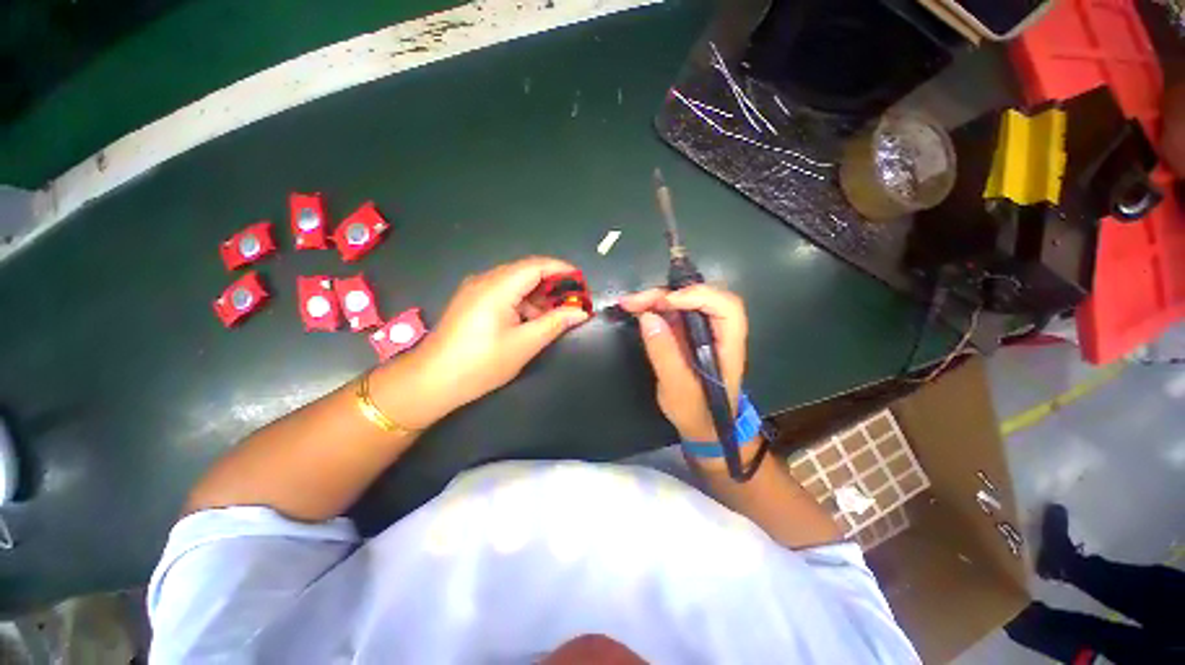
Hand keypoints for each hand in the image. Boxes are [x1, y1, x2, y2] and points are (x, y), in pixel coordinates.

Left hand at [392, 256, 589, 426]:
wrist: (432, 381)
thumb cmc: (481, 364)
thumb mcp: (524, 344)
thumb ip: (555, 323)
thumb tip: (581, 313)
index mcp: (497, 287)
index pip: (537, 265)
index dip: (563, 270)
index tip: (583, 284)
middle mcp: (485, 280)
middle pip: (527, 272)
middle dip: (553, 285)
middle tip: (573, 304)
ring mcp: (475, 289)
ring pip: (516, 283)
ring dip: (538, 296)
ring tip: (554, 318)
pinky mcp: (471, 301)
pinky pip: (504, 293)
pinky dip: (522, 303)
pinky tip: (531, 321)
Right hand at [619, 285, 746, 444]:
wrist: (701, 427)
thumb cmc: (696, 412)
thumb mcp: (678, 388)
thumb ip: (665, 353)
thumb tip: (647, 317)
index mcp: (728, 344)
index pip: (725, 307)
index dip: (698, 296)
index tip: (666, 303)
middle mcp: (718, 330)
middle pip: (700, 297)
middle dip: (667, 294)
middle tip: (636, 301)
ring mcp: (701, 330)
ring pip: (683, 301)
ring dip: (656, 298)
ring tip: (629, 303)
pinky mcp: (686, 333)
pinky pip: (672, 312)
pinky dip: (653, 307)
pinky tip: (635, 308)